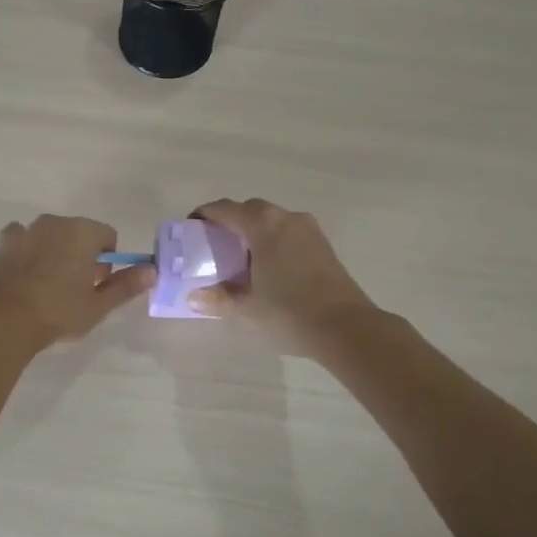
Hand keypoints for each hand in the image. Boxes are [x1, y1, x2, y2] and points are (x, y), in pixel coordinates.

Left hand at [0, 215, 154, 348]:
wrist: (4, 319)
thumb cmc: (58, 311)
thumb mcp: (98, 304)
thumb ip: (126, 285)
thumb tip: (152, 271)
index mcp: (83, 232)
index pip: (108, 236)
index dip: (107, 260)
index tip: (97, 284)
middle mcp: (55, 222)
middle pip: (79, 233)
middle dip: (81, 254)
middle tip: (75, 288)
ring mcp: (26, 229)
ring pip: (50, 235)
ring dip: (54, 251)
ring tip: (48, 284)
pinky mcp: (3, 242)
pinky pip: (23, 239)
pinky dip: (27, 250)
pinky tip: (24, 275)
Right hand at [189, 199, 376, 351]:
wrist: (346, 327)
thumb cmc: (289, 312)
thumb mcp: (246, 309)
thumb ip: (217, 299)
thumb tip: (193, 296)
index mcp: (262, 224)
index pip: (224, 209)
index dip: (204, 215)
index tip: (191, 228)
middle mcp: (285, 217)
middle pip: (249, 210)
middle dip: (230, 222)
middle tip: (216, 246)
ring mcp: (308, 229)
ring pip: (272, 220)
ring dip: (254, 232)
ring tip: (242, 259)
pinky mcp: (323, 245)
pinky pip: (289, 233)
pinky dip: (274, 241)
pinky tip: (269, 268)